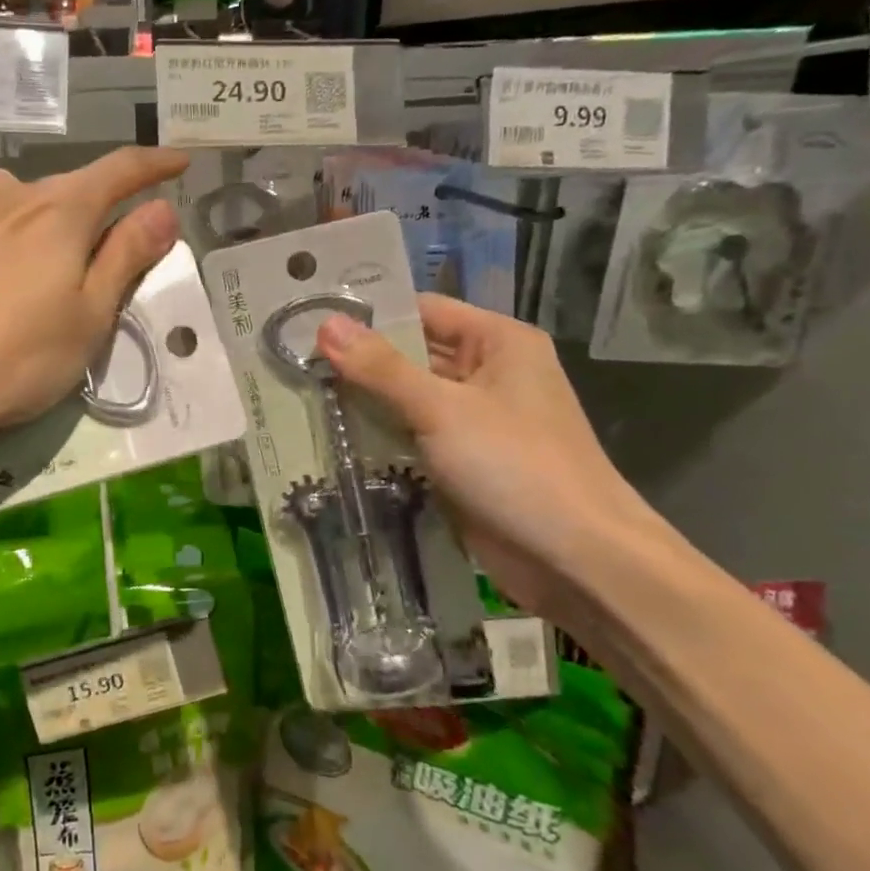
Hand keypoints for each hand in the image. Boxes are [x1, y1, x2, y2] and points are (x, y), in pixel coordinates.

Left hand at [0, 147, 188, 465]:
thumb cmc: (7, 358)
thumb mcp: (87, 319)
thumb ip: (126, 257)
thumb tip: (162, 209)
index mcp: (59, 210)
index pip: (120, 170)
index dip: (155, 165)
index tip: (179, 163)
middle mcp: (7, 193)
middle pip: (66, 195)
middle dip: (90, 222)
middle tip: (96, 273)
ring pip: (15, 213)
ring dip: (35, 239)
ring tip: (28, 292)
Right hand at [315, 295, 661, 617]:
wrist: (578, 560)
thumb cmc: (516, 466)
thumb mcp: (442, 409)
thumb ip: (381, 368)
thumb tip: (325, 324)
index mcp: (496, 342)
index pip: (421, 310)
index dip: (368, 314)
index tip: (308, 319)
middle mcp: (487, 372)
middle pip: (411, 354)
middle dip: (358, 360)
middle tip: (291, 359)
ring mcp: (474, 419)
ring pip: (407, 397)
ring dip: (363, 400)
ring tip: (298, 392)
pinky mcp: (462, 460)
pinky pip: (412, 435)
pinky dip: (379, 435)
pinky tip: (331, 434)